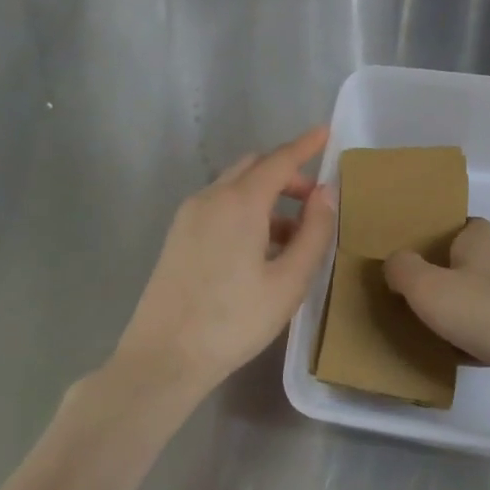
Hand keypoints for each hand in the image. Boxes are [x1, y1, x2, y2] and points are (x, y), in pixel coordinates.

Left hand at [111, 127, 335, 396]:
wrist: (163, 357)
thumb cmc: (234, 320)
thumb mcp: (289, 281)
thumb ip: (314, 233)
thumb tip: (326, 194)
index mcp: (239, 203)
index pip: (279, 161)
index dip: (305, 146)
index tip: (326, 132)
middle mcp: (210, 198)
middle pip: (253, 168)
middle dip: (286, 174)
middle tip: (315, 201)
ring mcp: (188, 217)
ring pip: (235, 188)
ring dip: (266, 196)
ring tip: (293, 236)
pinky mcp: (178, 237)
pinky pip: (219, 207)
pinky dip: (245, 211)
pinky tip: (260, 250)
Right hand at [384, 218, 489, 422]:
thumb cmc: (488, 313)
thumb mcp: (429, 288)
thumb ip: (404, 270)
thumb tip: (394, 261)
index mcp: (483, 245)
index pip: (468, 225)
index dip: (447, 232)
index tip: (420, 249)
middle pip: (474, 263)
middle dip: (449, 274)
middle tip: (414, 291)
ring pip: (483, 300)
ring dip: (461, 310)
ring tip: (427, 325)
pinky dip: (474, 341)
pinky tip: (454, 357)